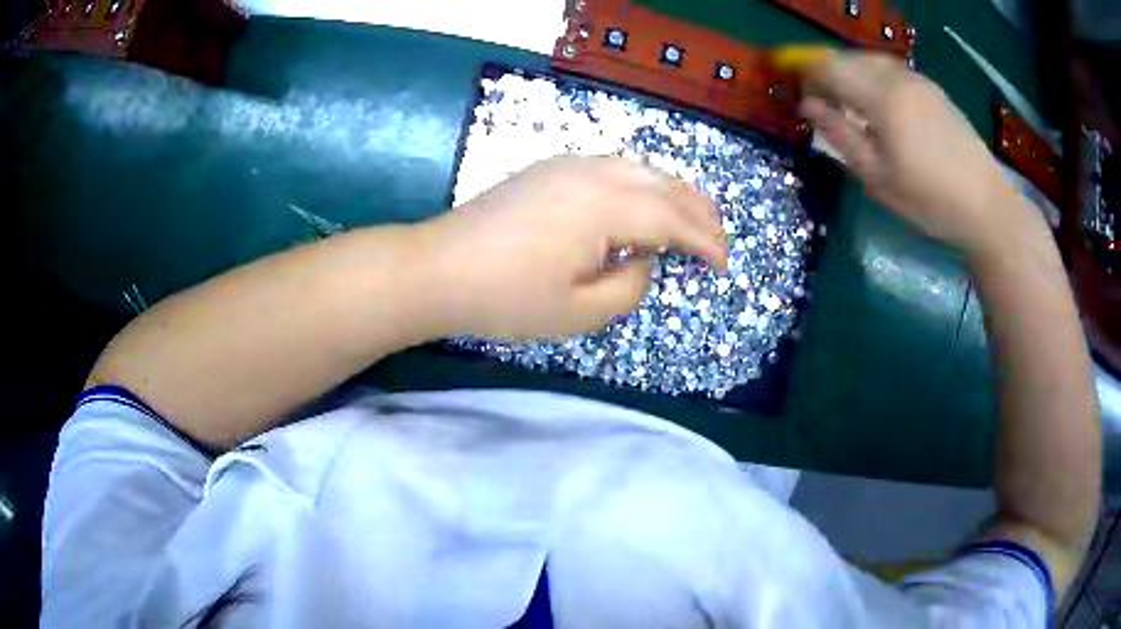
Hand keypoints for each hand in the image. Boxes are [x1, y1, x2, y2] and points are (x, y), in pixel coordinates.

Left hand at [419, 156, 728, 339]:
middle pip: (662, 184)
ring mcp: (567, 165)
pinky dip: (641, 182)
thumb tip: (644, 259)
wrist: (437, 269)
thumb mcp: (578, 312)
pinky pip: (612, 166)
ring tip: (690, 217)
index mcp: (605, 207)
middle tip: (717, 238)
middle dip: (697, 210)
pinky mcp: (549, 168)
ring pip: (639, 168)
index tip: (723, 264)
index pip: (672, 220)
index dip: (704, 241)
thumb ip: (629, 286)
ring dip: (671, 191)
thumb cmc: (505, 298)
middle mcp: (593, 173)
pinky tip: (642, 201)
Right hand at [790, 50, 1039, 258]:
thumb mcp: (877, 177)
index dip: (808, 76)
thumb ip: (839, 134)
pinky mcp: (934, 90)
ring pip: (871, 62)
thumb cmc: (929, 200)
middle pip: (849, 58)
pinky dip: (876, 80)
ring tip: (853, 108)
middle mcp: (899, 78)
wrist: (987, 206)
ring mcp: (919, 81)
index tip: (802, 97)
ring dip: (853, 76)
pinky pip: (893, 72)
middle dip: (829, 74)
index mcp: (882, 98)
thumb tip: (808, 106)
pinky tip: (883, 109)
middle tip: (825, 105)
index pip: (829, 67)